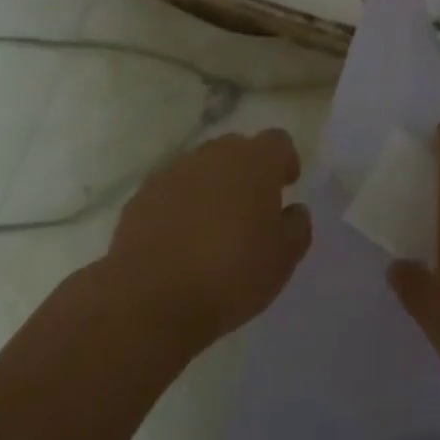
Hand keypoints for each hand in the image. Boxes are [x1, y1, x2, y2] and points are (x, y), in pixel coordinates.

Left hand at [103, 128, 312, 353]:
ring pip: (202, 167)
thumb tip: (293, 210)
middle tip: (251, 209)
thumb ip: (296, 227)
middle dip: (247, 171)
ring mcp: (174, 170)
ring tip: (212, 227)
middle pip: (237, 149)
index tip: (286, 186)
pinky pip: (172, 189)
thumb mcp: (282, 260)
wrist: (150, 298)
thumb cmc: (230, 275)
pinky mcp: (143, 194)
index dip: (284, 161)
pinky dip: (180, 204)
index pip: (278, 141)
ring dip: (212, 186)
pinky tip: (180, 240)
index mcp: (255, 162)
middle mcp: (214, 154)